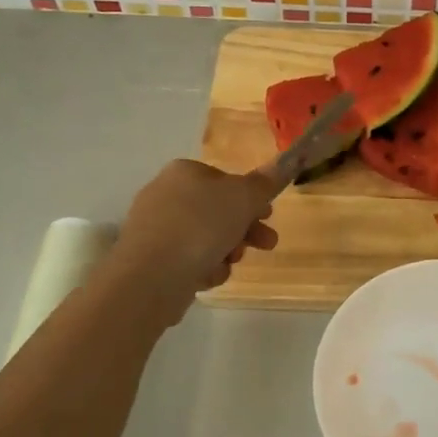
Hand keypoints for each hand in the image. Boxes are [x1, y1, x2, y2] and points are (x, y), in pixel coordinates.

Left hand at [107, 159, 281, 322]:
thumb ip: (266, 182)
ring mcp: (155, 227)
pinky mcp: (151, 258)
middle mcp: (166, 194)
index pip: (226, 180)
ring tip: (231, 263)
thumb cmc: (200, 226)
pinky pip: (188, 259)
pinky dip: (203, 268)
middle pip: (218, 211)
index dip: (252, 199)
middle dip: (245, 230)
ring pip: (206, 238)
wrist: (151, 276)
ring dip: (226, 252)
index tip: (269, 216)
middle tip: (266, 245)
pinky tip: (206, 276)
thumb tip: (286, 160)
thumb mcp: (243, 198)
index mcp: (184, 172)